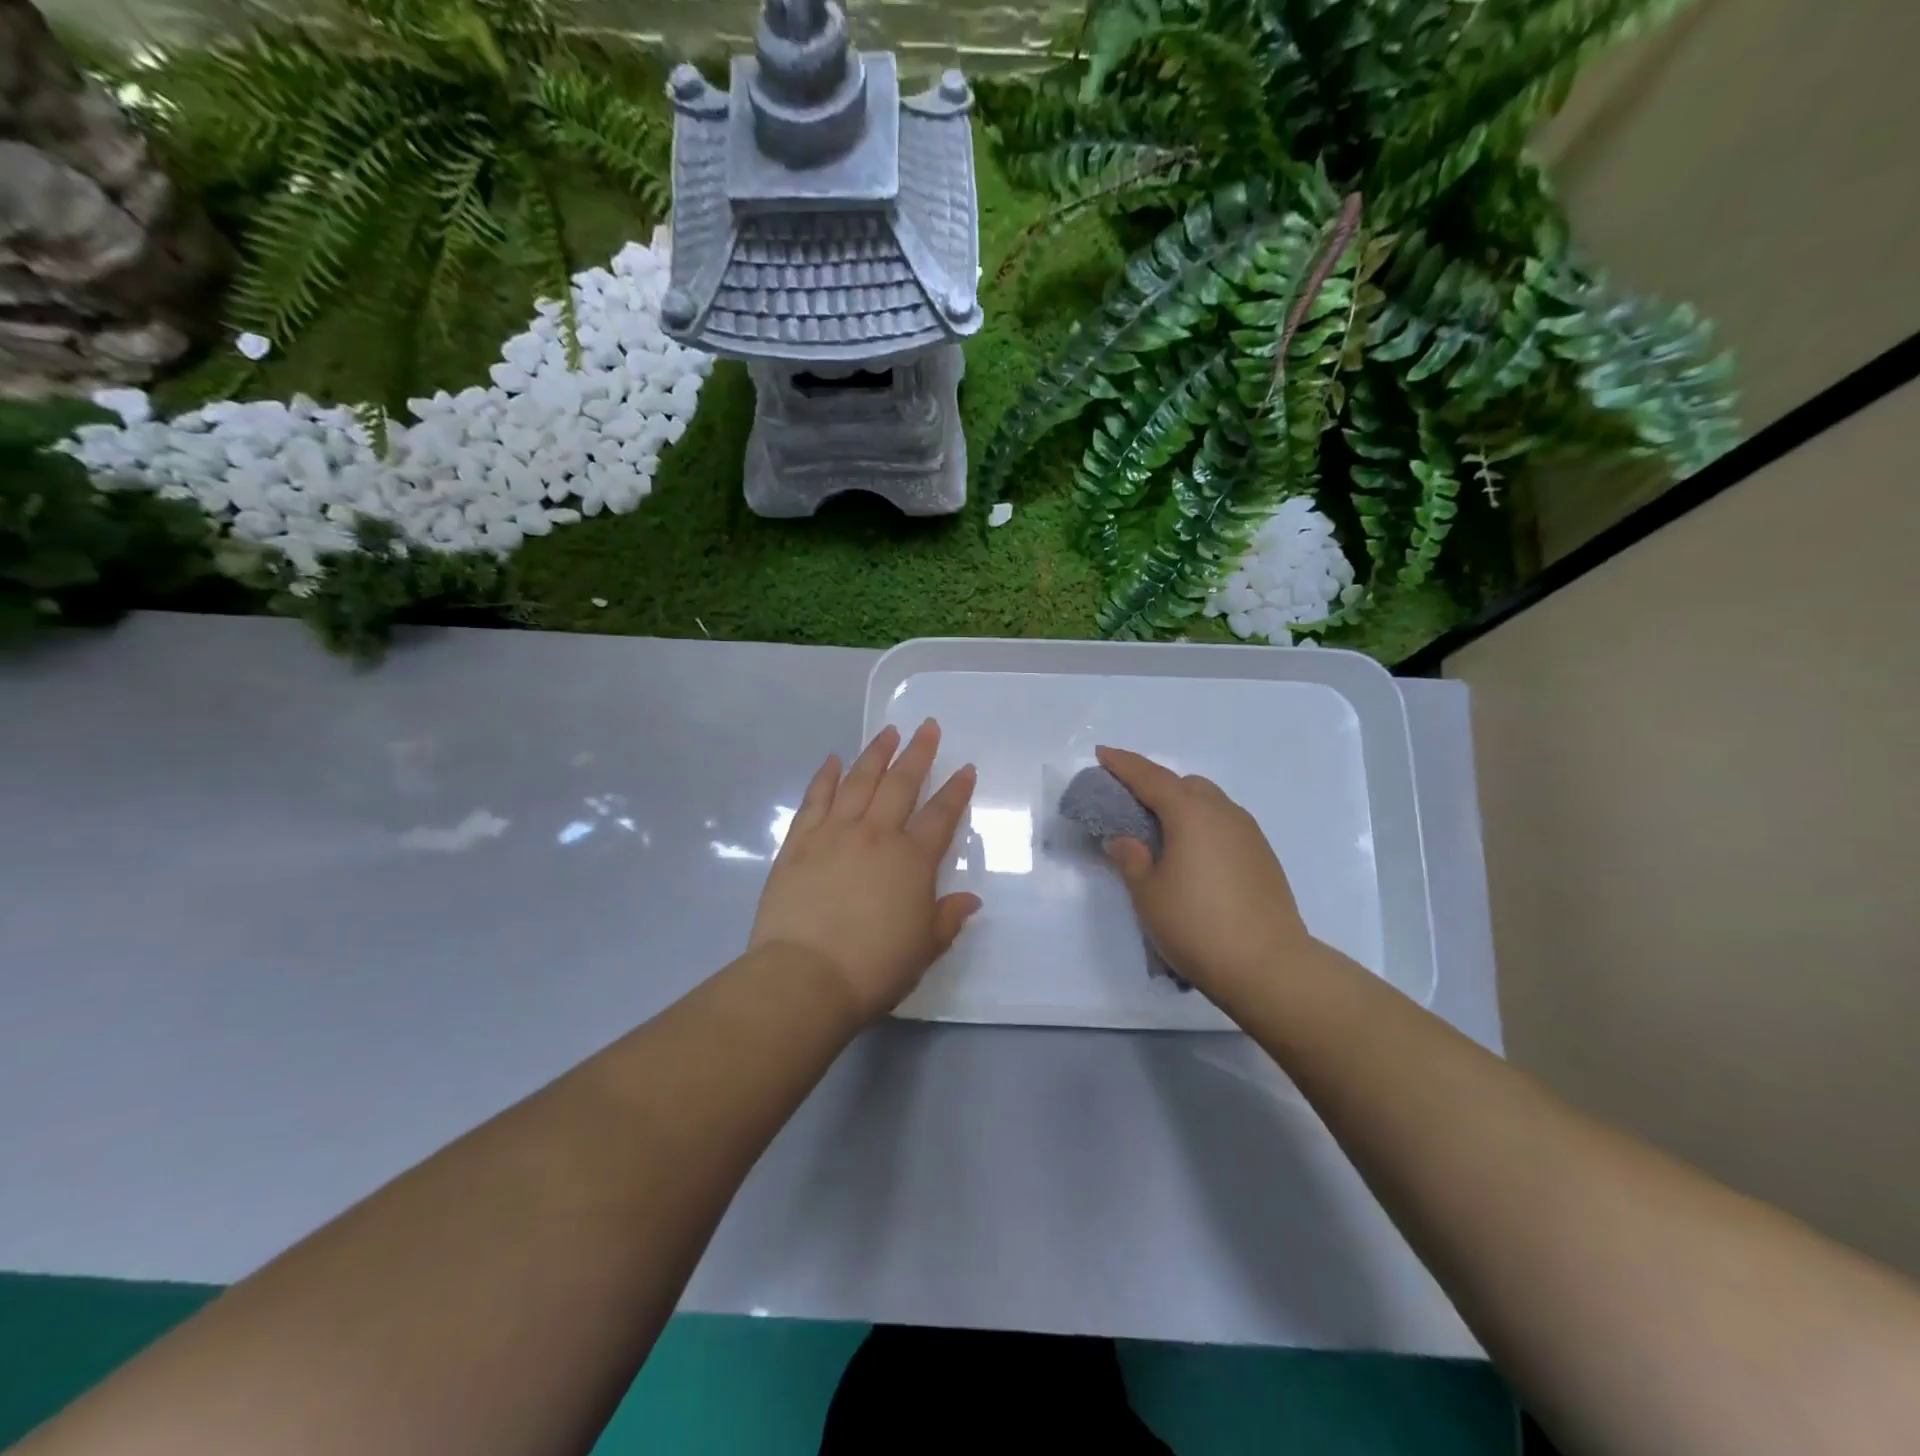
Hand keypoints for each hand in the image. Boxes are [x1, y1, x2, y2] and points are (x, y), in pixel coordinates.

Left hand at [750, 720, 979, 1023]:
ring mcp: (833, 833)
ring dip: (875, 754)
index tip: (966, 768)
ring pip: (858, 781)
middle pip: (901, 784)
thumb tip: (970, 899)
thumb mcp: (924, 948)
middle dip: (918, 753)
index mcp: (911, 860)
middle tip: (928, 727)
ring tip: (888, 732)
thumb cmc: (874, 967)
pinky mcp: (798, 843)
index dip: (956, 790)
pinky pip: (815, 799)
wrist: (805, 977)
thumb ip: (948, 918)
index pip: (941, 815)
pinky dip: (824, 776)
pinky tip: (831, 760)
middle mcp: (875, 835)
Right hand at [1095, 745, 1316, 996]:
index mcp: (1191, 813)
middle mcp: (1223, 813)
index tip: (1102, 753)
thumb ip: (1131, 859)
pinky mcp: (1264, 857)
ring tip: (1163, 835)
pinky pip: (1225, 825)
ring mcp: (1249, 834)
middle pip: (1185, 785)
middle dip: (1157, 786)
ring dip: (1183, 807)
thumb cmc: (1197, 926)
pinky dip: (1203, 827)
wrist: (1269, 967)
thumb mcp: (1148, 894)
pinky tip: (1194, 858)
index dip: (1123, 764)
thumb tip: (1123, 839)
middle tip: (1132, 805)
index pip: (1150, 777)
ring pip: (1210, 804)